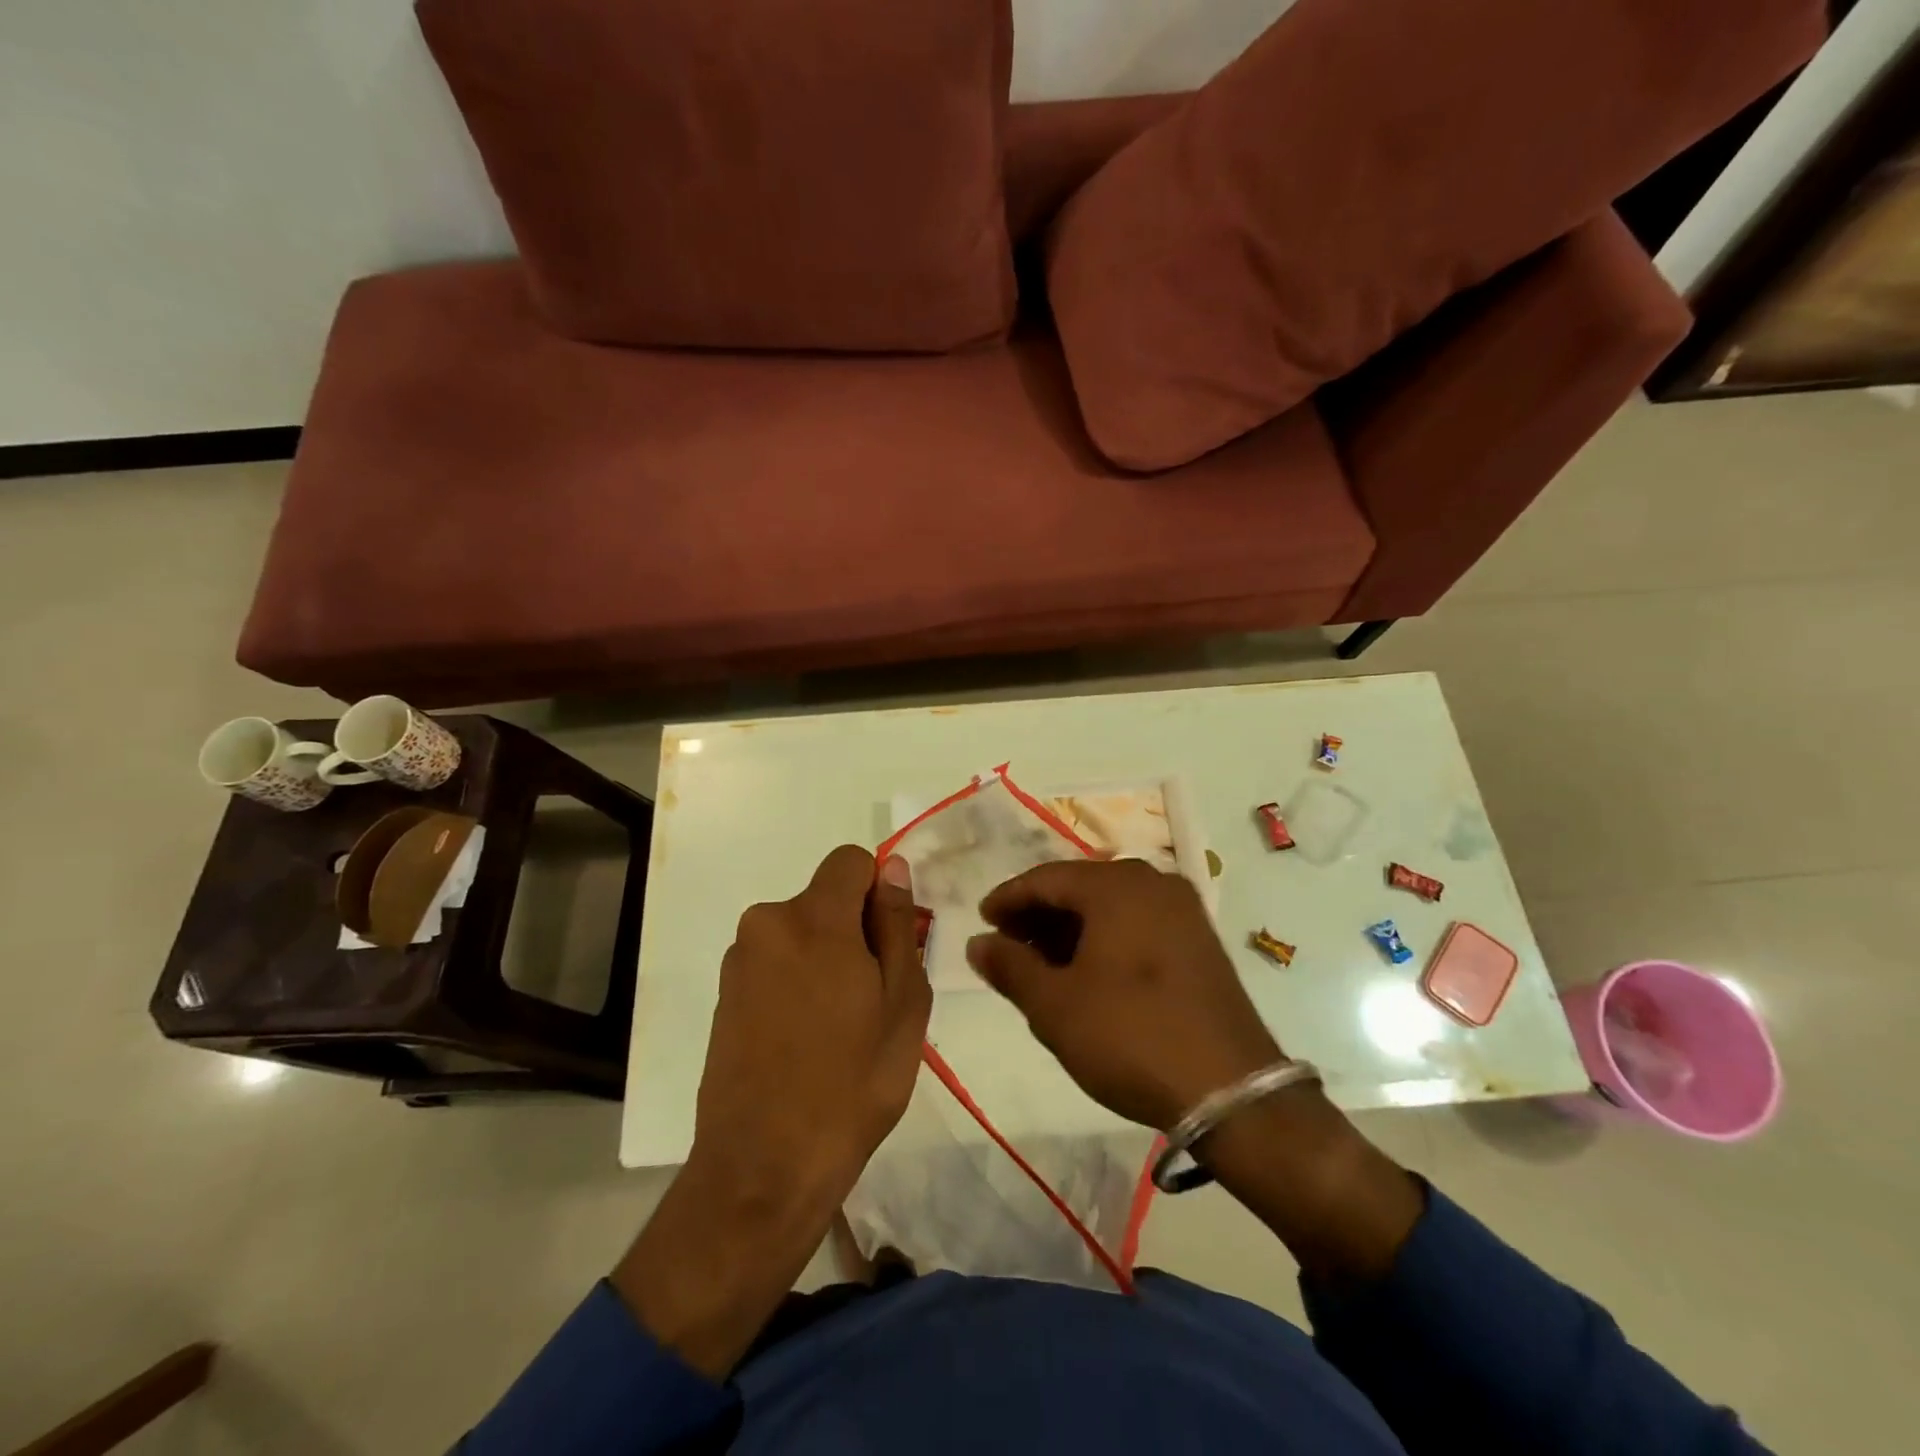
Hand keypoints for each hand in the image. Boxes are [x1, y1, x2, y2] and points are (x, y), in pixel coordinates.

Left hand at [614, 845, 928, 1375]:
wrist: (764, 1167)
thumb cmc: (852, 1083)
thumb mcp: (903, 1003)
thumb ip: (897, 925)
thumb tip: (893, 870)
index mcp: (814, 919)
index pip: (850, 860)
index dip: (877, 890)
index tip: (888, 943)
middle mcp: (767, 924)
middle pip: (825, 899)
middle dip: (853, 930)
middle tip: (872, 998)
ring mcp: (740, 961)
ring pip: (801, 933)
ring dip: (824, 959)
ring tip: (839, 1027)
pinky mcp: (725, 994)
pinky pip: (775, 962)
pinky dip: (796, 982)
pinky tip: (804, 1040)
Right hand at [969, 858, 1423, 1278]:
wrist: (1232, 1091)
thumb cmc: (1130, 1037)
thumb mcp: (1055, 1006)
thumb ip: (1010, 966)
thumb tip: (978, 943)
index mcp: (1117, 886)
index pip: (1046, 878)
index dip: (1008, 899)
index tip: (982, 923)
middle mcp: (1153, 883)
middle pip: (1080, 887)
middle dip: (1039, 915)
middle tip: (1008, 947)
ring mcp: (1183, 911)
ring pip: (1110, 907)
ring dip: (1071, 929)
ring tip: (1042, 965)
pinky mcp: (1200, 941)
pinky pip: (1138, 924)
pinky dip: (1104, 939)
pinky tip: (1088, 973)